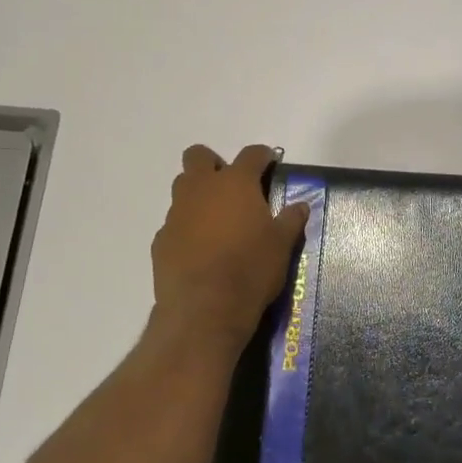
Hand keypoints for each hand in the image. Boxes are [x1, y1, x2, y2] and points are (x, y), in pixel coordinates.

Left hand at [152, 144, 308, 343]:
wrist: (205, 308)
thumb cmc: (250, 269)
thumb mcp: (282, 245)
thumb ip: (290, 220)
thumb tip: (300, 205)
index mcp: (235, 183)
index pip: (251, 154)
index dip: (263, 155)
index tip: (270, 163)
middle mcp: (201, 189)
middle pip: (198, 156)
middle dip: (214, 163)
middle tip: (232, 186)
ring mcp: (176, 213)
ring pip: (182, 187)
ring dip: (198, 194)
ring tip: (217, 219)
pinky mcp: (161, 239)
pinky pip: (174, 222)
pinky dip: (187, 227)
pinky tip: (200, 249)